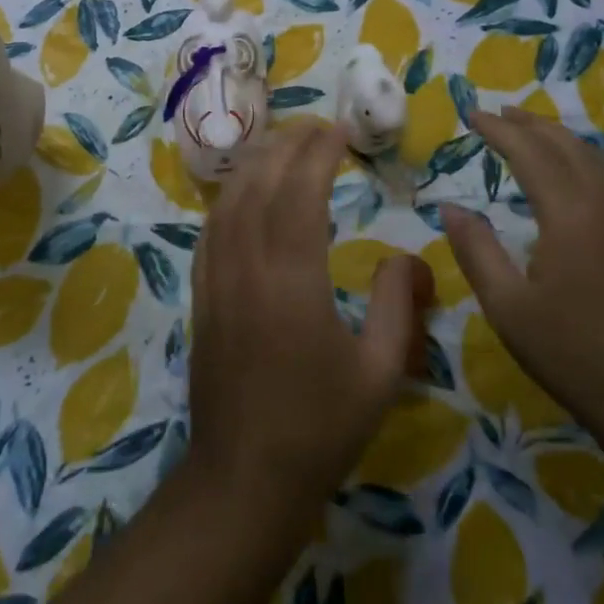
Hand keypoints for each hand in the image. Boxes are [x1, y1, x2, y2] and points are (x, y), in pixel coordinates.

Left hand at [188, 123, 422, 514]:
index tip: (340, 131)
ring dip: (255, 164)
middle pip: (260, 184)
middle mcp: (247, 267)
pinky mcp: (201, 296)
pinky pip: (210, 231)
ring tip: (284, 146)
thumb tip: (403, 256)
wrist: (245, 477)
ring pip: (228, 201)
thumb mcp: (381, 372)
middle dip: (287, 146)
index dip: (319, 153)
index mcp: (293, 280)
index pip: (300, 192)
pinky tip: (244, 194)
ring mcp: (216, 280)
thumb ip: (397, 304)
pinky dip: (229, 198)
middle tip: (317, 127)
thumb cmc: (321, 428)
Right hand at [440, 107, 603, 417]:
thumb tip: (450, 208)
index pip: (529, 152)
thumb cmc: (576, 354)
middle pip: (568, 146)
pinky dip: (587, 161)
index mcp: (570, 213)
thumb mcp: (508, 307)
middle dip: (531, 124)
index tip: (472, 114)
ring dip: (562, 138)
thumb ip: (476, 251)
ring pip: (598, 159)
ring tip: (535, 132)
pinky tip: (579, 176)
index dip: (498, 130)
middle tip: (500, 113)